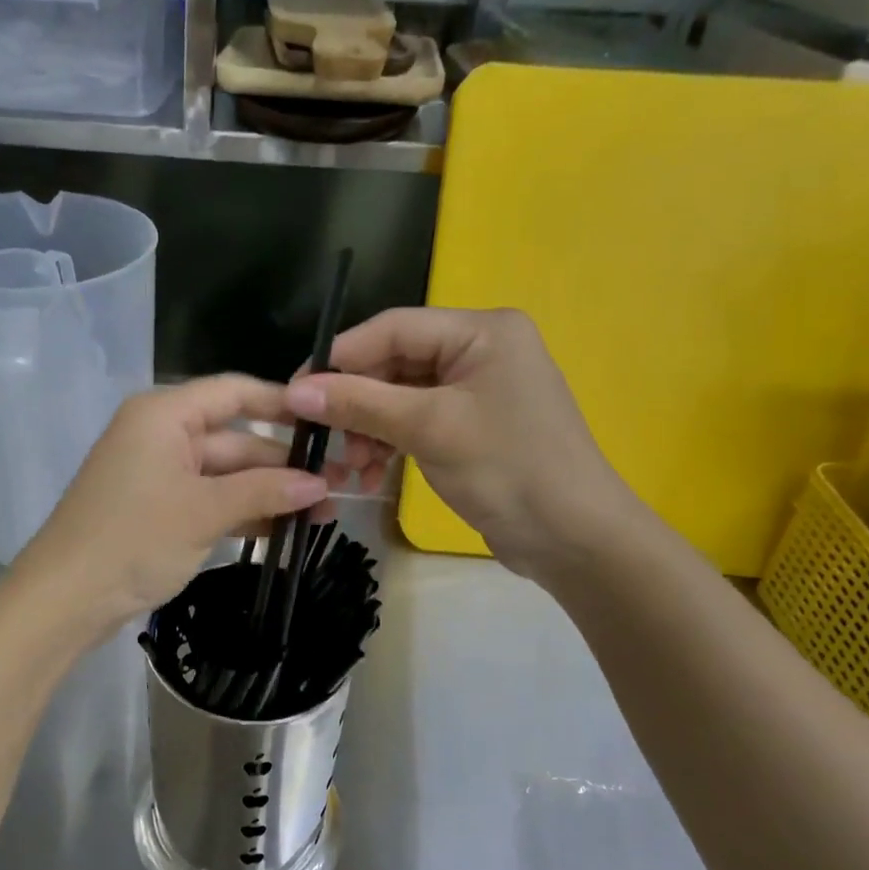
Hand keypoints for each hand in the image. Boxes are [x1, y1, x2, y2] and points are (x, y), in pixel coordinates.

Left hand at [14, 375, 329, 639]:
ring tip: (324, 513)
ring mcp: (159, 474)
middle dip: (284, 464)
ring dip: (269, 492)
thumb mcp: (204, 511)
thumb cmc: (133, 538)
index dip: (283, 404)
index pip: (234, 392)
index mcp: (164, 414)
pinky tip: (286, 530)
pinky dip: (243, 512)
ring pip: (226, 474)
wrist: (64, 599)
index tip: (330, 423)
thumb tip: (322, 485)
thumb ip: (264, 491)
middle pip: (234, 438)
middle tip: (340, 485)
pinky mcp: (159, 509)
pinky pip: (210, 500)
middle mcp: (162, 435)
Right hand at [287, 307, 644, 581]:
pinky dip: (388, 444)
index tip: (295, 391)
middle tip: (321, 438)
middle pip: (393, 363)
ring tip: (349, 467)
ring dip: (367, 430)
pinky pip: (414, 422)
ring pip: (398, 397)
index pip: (392, 328)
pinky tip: (370, 475)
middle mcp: (479, 350)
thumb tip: (294, 391)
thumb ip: (359, 404)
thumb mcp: (428, 429)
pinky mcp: (469, 425)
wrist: (574, 541)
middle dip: (355, 403)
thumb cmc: (508, 470)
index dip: (340, 358)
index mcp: (481, 331)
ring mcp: (475, 390)